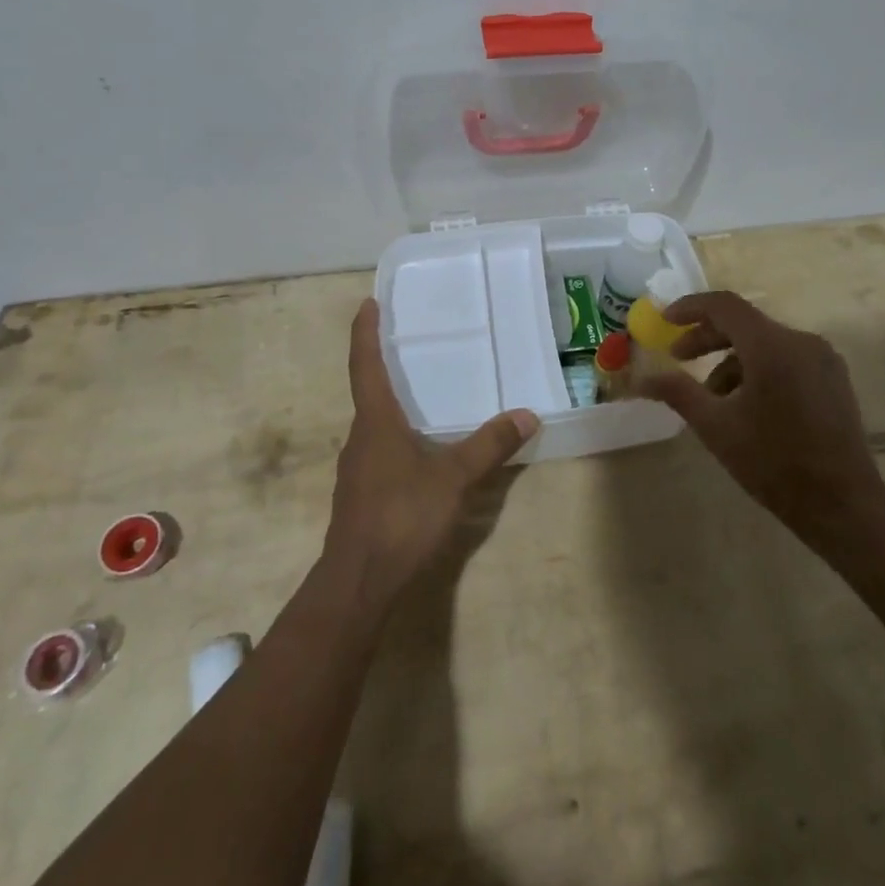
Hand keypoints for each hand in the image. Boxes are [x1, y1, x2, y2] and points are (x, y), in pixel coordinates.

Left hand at [324, 299, 539, 607]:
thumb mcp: (454, 478)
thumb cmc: (401, 516)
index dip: (365, 333)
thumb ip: (489, 446)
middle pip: (368, 392)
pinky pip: (379, 450)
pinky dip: (396, 436)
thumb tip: (527, 415)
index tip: (367, 304)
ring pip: (374, 424)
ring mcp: (357, 468)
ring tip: (420, 395)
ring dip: (391, 405)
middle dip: (383, 366)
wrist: (358, 582)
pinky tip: (419, 450)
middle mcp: (360, 437)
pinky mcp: (361, 493)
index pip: (365, 365)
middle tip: (408, 344)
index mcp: (376, 422)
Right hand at [636, 291, 884, 544]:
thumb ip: (678, 393)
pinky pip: (786, 358)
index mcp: (772, 347)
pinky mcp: (833, 377)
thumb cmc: (774, 463)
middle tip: (678, 357)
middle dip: (707, 337)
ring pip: (765, 343)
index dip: (690, 308)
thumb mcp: (716, 427)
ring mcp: (822, 358)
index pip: (724, 306)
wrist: (843, 504)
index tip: (665, 319)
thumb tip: (641, 379)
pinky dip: (758, 369)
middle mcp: (801, 341)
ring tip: (712, 397)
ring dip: (732, 360)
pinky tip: (746, 404)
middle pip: (745, 323)